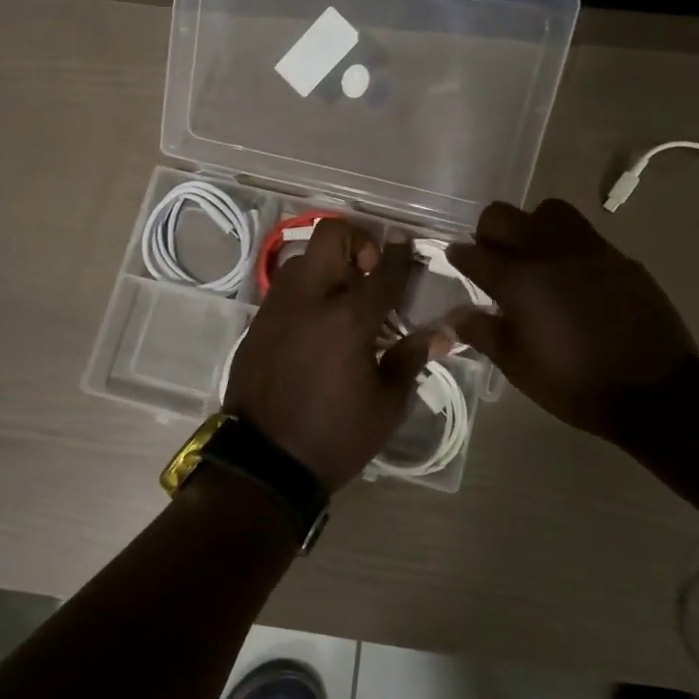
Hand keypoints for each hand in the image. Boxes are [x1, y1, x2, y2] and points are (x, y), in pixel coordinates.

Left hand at [225, 219, 451, 491]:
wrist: (264, 463)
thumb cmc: (336, 436)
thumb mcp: (386, 404)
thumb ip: (410, 358)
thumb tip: (441, 334)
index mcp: (349, 319)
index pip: (383, 272)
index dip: (399, 252)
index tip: (405, 241)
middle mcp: (311, 300)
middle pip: (330, 235)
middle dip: (356, 240)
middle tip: (368, 272)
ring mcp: (278, 308)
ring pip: (303, 258)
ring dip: (327, 265)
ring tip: (342, 299)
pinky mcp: (257, 323)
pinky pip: (284, 288)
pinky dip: (306, 290)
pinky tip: (316, 322)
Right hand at [446, 199, 698, 441]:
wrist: (655, 390)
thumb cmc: (575, 383)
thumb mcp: (519, 367)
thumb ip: (483, 333)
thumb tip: (453, 315)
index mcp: (518, 281)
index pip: (473, 253)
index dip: (458, 256)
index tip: (455, 261)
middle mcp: (548, 252)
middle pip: (502, 216)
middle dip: (488, 232)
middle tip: (493, 259)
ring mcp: (587, 249)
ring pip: (547, 211)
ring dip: (531, 226)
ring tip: (534, 256)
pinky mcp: (618, 256)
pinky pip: (583, 233)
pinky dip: (566, 244)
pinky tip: (572, 274)